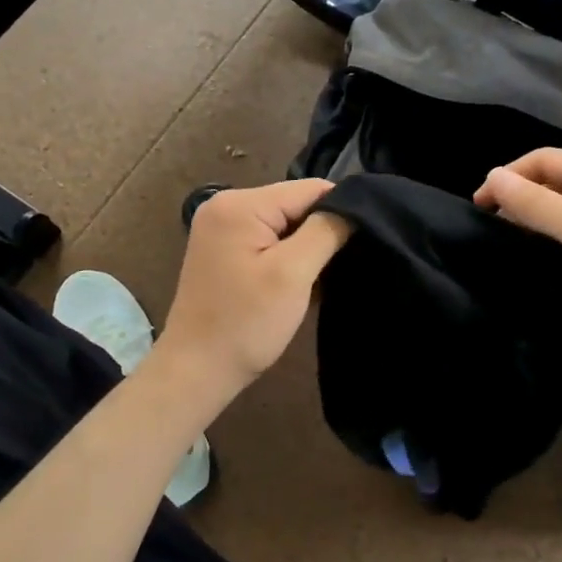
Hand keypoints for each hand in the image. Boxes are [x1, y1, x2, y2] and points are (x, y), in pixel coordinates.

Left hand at [157, 180, 352, 396]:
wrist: (197, 372)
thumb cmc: (246, 323)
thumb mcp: (293, 274)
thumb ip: (326, 230)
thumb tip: (353, 204)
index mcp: (240, 204)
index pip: (309, 189)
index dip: (341, 210)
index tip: (364, 241)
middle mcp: (226, 206)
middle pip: (295, 204)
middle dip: (322, 231)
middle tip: (344, 264)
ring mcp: (221, 229)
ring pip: (285, 225)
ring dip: (306, 248)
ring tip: (324, 276)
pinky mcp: (223, 252)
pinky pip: (268, 241)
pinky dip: (288, 258)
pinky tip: (299, 283)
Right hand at [474, 149, 561, 361]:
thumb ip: (537, 204)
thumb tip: (492, 176)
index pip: (543, 159)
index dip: (508, 176)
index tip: (478, 207)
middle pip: (556, 179)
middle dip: (520, 194)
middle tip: (489, 225)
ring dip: (538, 216)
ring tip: (510, 239)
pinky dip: (558, 236)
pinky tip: (547, 256)